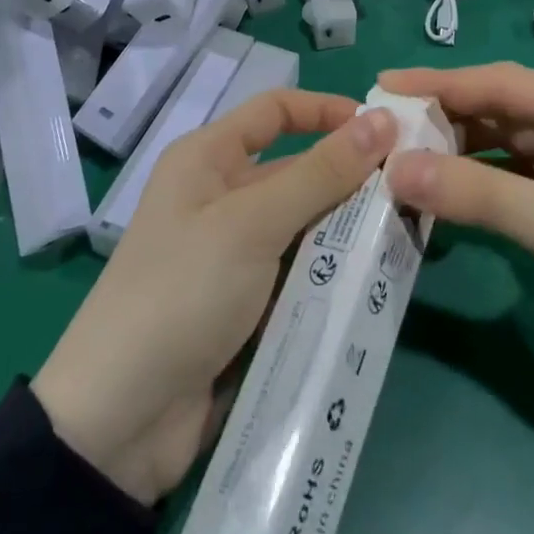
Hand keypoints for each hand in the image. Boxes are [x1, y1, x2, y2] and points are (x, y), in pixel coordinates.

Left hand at [35, 92, 396, 505]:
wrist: (119, 421)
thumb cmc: (182, 293)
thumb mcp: (253, 224)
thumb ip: (321, 173)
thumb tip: (383, 120)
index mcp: (208, 159)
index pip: (275, 111)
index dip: (327, 111)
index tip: (383, 129)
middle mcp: (221, 196)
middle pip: (298, 171)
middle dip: (350, 181)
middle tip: (413, 193)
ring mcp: (235, 253)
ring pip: (306, 226)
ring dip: (349, 233)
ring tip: (410, 237)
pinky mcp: (247, 302)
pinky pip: (301, 273)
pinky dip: (334, 275)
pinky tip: (380, 281)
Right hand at [379, 63, 533, 424]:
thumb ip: (482, 195)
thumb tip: (395, 167)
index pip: (513, 85)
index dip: (445, 84)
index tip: (384, 85)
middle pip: (510, 113)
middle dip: (450, 120)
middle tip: (384, 129)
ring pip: (513, 150)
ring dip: (462, 155)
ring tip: (402, 158)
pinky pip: (521, 186)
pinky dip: (484, 188)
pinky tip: (443, 192)